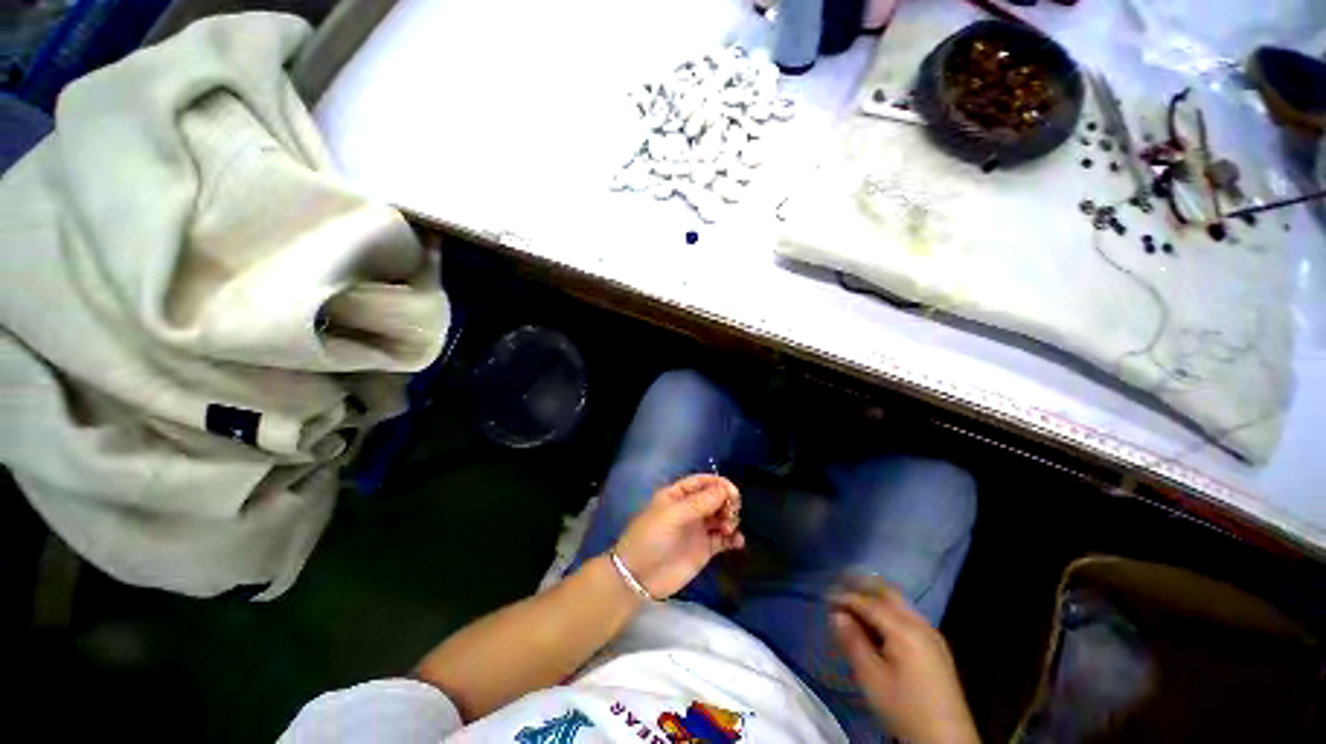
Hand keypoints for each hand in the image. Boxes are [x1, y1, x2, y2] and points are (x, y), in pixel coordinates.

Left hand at [613, 474, 743, 598]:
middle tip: (730, 512)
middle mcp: (690, 509)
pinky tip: (737, 542)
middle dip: (726, 501)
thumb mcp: (673, 515)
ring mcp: (698, 529)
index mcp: (678, 495)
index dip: (719, 484)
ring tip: (728, 528)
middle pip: (715, 498)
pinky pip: (724, 539)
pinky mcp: (705, 549)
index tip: (732, 492)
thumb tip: (725, 489)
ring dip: (730, 518)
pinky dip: (734, 538)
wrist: (638, 577)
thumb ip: (700, 503)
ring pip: (722, 516)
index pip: (702, 482)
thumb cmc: (651, 538)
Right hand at [830, 583, 979, 743]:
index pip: (868, 603)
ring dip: (876, 598)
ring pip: (899, 603)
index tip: (825, 597)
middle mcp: (920, 623)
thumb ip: (853, 642)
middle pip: (887, 593)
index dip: (845, 597)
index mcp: (904, 629)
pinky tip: (878, 623)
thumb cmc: (904, 708)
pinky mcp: (936, 646)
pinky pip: (908, 616)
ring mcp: (931, 634)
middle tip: (840, 587)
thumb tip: (836, 615)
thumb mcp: (871, 678)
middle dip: (862, 587)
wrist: (947, 740)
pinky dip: (889, 611)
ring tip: (855, 604)